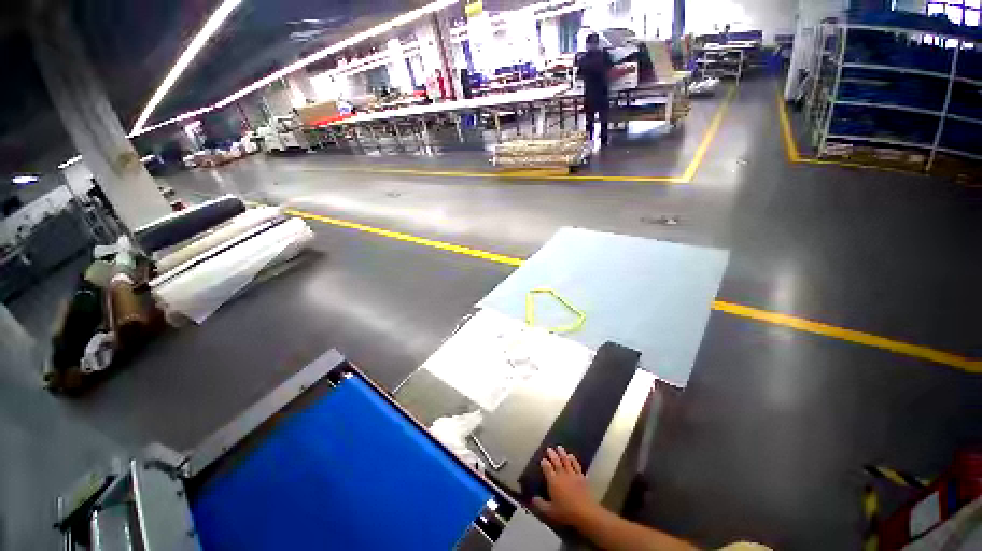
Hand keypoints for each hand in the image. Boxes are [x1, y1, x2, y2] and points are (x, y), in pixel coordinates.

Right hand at [532, 446, 600, 525]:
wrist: (585, 512)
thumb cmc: (566, 512)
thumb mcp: (550, 511)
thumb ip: (540, 504)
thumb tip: (533, 499)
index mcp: (553, 481)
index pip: (547, 469)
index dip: (544, 463)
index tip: (542, 459)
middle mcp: (562, 475)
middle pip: (556, 462)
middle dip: (552, 454)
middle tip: (549, 448)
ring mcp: (572, 475)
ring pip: (566, 461)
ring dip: (562, 453)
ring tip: (559, 447)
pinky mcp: (581, 477)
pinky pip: (576, 466)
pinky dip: (574, 460)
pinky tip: (572, 456)